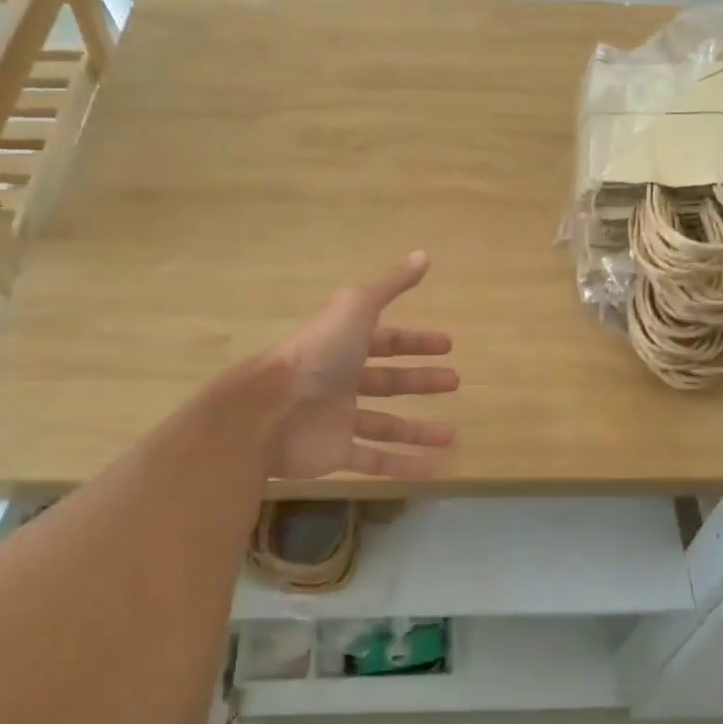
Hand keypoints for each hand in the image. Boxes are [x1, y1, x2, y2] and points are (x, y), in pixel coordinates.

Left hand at [268, 251, 458, 478]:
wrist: (268, 410)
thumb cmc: (316, 355)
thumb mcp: (355, 309)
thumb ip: (389, 286)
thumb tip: (423, 254)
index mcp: (344, 346)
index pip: (386, 341)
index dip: (415, 341)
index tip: (447, 345)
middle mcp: (341, 381)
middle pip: (388, 381)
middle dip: (421, 380)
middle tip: (454, 382)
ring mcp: (337, 419)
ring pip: (385, 425)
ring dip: (418, 429)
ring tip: (452, 434)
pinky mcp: (335, 453)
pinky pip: (374, 460)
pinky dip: (402, 465)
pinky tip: (432, 468)